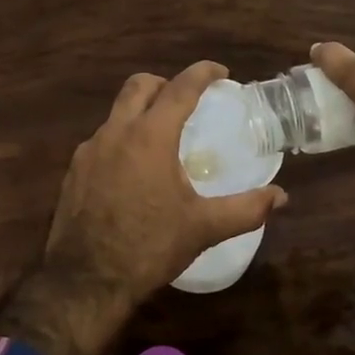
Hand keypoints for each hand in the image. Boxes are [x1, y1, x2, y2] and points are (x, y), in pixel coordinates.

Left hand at [0, 61, 286, 354]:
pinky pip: (102, 141)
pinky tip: (134, 172)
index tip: (221, 73)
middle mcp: (115, 133)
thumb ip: (246, 209)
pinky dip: (122, 140)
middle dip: (165, 84)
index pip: (180, 88)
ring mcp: (89, 151)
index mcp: (149, 137)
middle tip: (188, 101)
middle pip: (139, 86)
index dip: (202, 73)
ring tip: (163, 140)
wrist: (85, 281)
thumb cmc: (149, 247)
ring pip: (117, 113)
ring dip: (141, 113)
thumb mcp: (203, 228)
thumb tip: (280, 197)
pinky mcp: (73, 172)